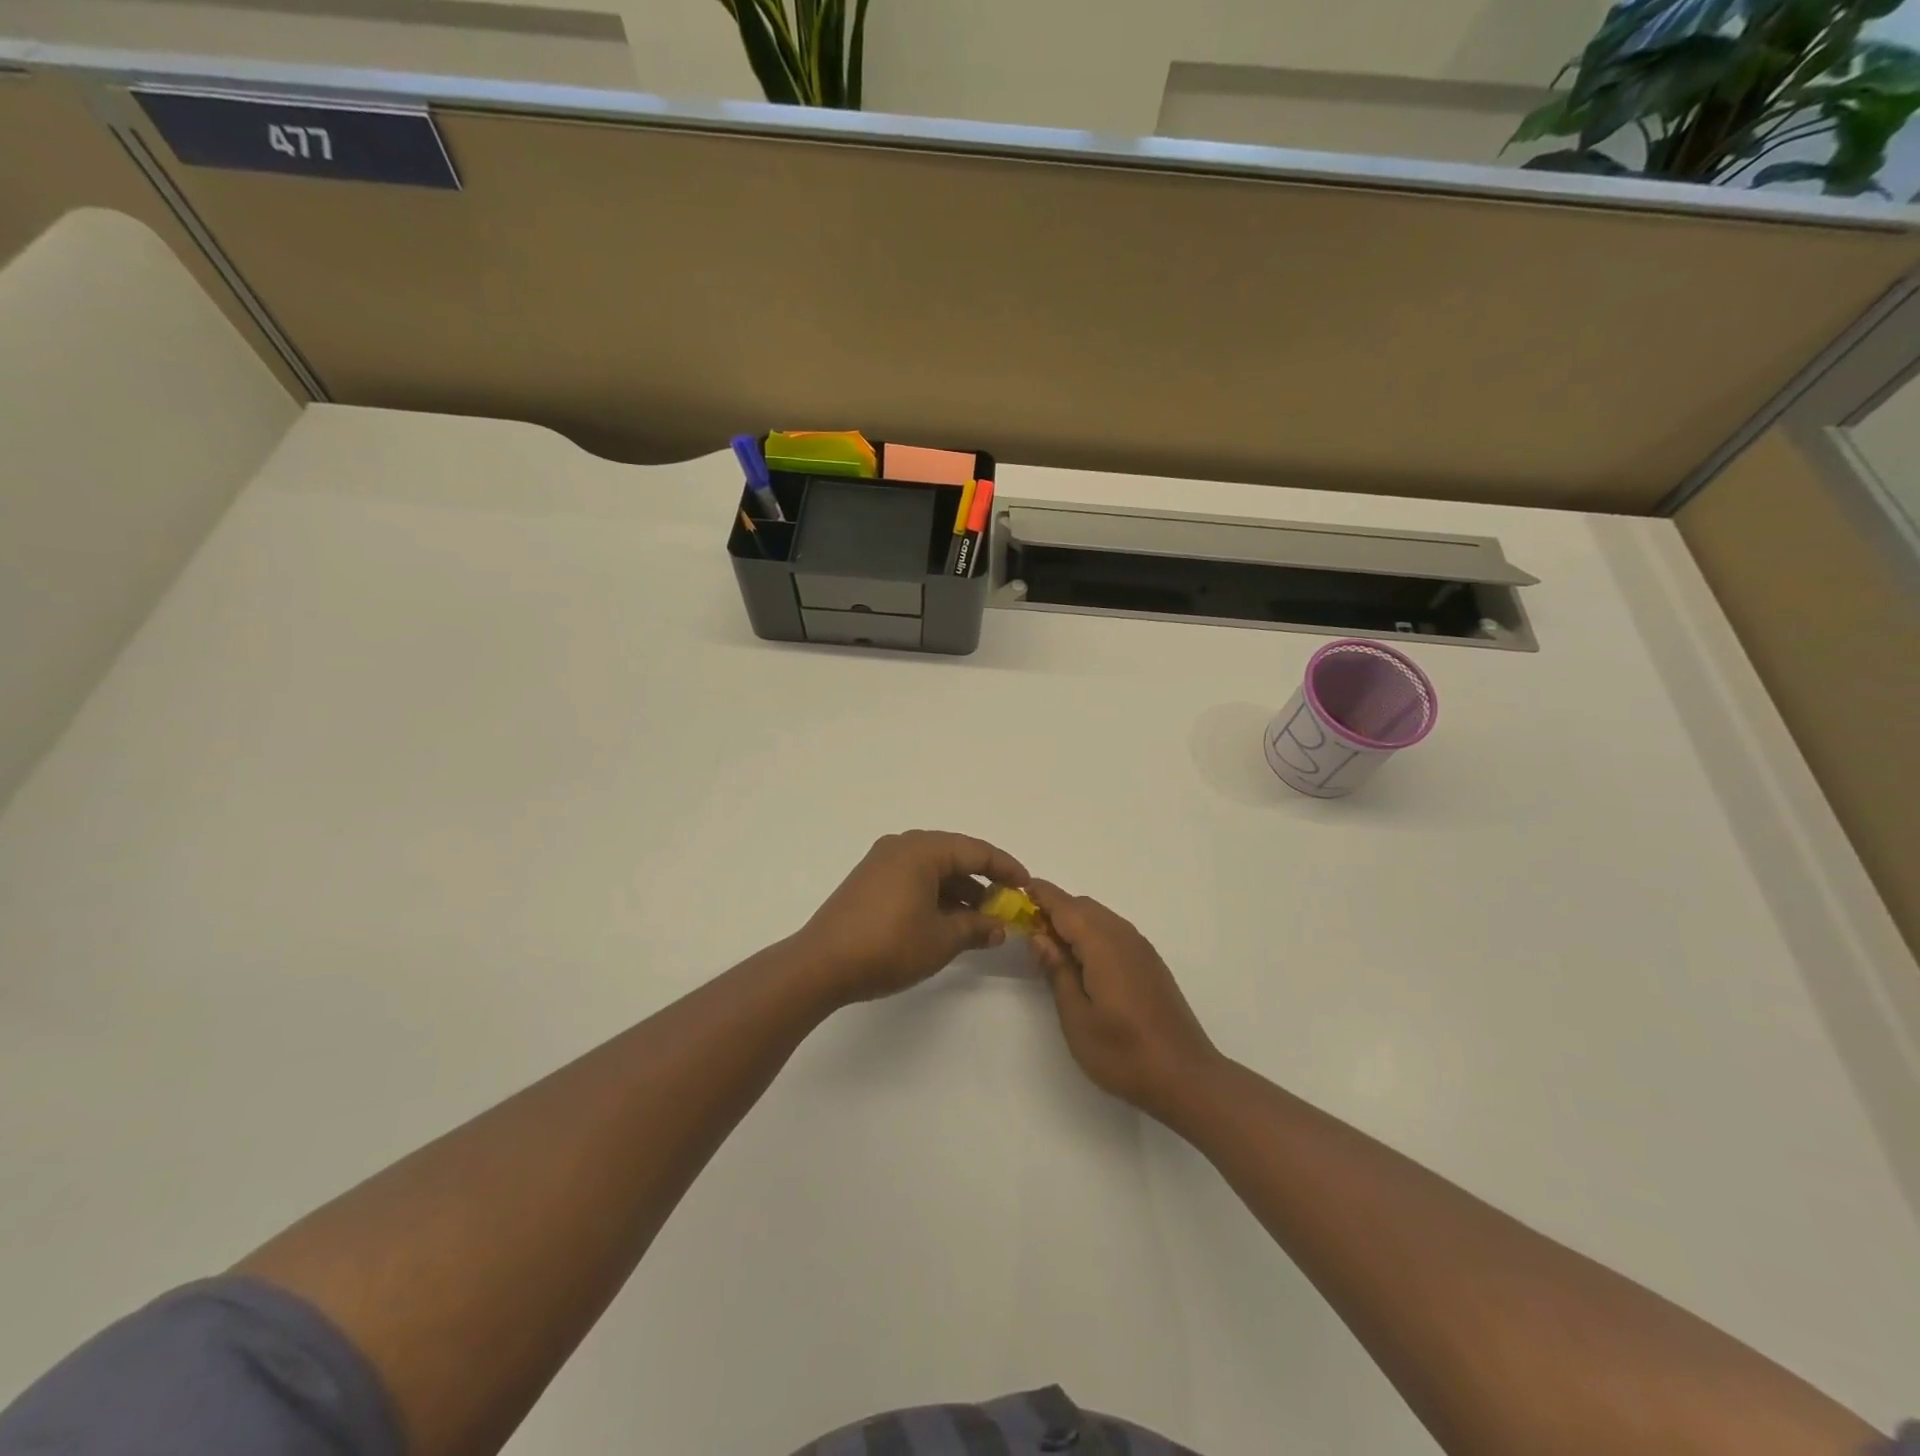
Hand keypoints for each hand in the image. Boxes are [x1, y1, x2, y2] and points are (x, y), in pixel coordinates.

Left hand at [796, 831, 1029, 1005]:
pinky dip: (936, 894)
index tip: (1027, 886)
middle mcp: (902, 846)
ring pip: (933, 869)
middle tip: (1007, 903)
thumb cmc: (888, 946)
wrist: (821, 965)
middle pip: (954, 855)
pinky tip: (949, 920)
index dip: (1006, 868)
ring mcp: (882, 862)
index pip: (976, 851)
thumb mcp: (941, 939)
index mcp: (922, 850)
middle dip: (984, 879)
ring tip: (982, 918)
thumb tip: (999, 927)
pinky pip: (914, 878)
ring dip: (960, 890)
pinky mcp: (870, 880)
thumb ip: (975, 928)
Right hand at [1028, 880, 1221, 1123]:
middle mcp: (1124, 936)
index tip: (1014, 892)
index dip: (1039, 895)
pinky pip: (1114, 932)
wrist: (1187, 1077)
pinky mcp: (1150, 963)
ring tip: (1051, 949)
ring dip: (1074, 922)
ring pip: (1100, 918)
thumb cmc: (1124, 1053)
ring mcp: (1141, 949)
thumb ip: (1057, 971)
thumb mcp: (1077, 1018)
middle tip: (1027, 930)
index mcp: (1102, 944)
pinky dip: (1092, 934)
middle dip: (1054, 909)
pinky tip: (1083, 964)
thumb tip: (1039, 936)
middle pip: (1083, 907)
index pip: (1065, 905)